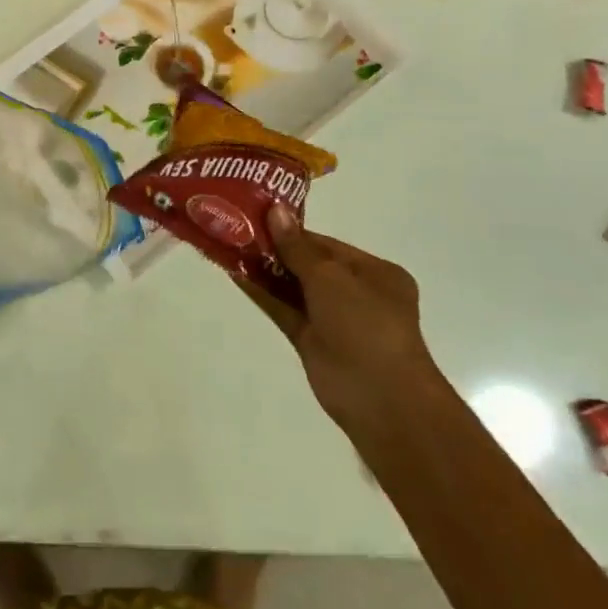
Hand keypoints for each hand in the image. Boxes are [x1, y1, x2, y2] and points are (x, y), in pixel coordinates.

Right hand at [239, 204, 434, 426]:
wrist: (379, 398)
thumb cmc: (365, 325)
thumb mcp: (331, 277)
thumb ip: (297, 247)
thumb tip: (275, 210)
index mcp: (375, 273)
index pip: (327, 245)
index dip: (292, 231)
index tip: (257, 216)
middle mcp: (356, 293)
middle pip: (308, 264)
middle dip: (275, 249)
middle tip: (236, 227)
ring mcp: (333, 319)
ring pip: (293, 288)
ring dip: (264, 270)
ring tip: (228, 245)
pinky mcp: (312, 341)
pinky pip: (284, 310)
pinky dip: (262, 294)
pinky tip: (235, 274)